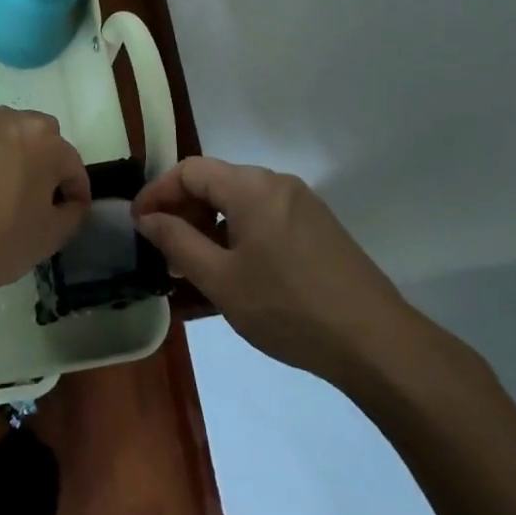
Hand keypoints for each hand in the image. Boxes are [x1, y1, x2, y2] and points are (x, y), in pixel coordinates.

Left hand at [0, 108, 90, 312]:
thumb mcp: (50, 237)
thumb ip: (74, 213)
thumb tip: (71, 202)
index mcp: (43, 140)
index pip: (71, 164)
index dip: (75, 191)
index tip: (70, 212)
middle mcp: (9, 119)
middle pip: (38, 138)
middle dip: (43, 162)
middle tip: (33, 198)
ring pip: (2, 135)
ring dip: (7, 155)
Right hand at [134, 156, 425, 388]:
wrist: (377, 344)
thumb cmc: (289, 308)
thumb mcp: (221, 280)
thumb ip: (177, 243)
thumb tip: (148, 218)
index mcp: (251, 187)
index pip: (190, 170)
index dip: (158, 192)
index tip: (138, 223)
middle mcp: (277, 184)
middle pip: (216, 182)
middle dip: (183, 211)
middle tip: (164, 250)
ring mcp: (303, 205)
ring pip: (240, 202)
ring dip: (210, 226)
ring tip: (194, 267)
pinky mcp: (319, 228)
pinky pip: (265, 219)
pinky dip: (238, 235)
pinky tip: (234, 273)